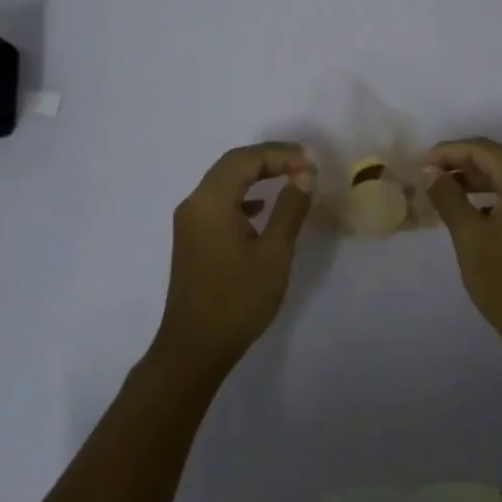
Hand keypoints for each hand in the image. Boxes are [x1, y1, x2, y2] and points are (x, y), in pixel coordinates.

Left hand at [154, 142, 314, 378]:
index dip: (280, 153)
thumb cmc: (238, 299)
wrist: (195, 348)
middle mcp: (194, 203)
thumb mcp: (274, 253)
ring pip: (225, 182)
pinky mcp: (192, 238)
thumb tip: (304, 175)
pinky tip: (262, 207)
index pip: (246, 159)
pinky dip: (243, 195)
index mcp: (210, 201)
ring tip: (291, 178)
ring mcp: (190, 221)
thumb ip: (290, 208)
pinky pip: (219, 202)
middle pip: (233, 165)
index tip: (312, 162)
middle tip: (304, 164)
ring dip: (257, 174)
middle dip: (269, 159)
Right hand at [424, 137, 501, 365]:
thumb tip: (428, 172)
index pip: (483, 150)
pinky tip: (464, 210)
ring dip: (472, 180)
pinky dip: (488, 197)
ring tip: (438, 191)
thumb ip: (448, 198)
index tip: (417, 165)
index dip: (447, 152)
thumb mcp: (470, 238)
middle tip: (424, 176)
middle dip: (458, 164)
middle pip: (496, 159)